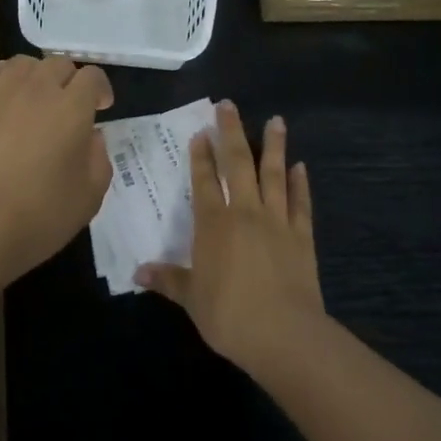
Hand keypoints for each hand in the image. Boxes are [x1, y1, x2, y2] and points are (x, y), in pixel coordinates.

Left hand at [0, 55, 114, 279]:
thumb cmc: (41, 217)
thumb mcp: (90, 196)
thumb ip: (99, 157)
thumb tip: (91, 135)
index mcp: (72, 108)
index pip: (92, 76)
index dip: (100, 89)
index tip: (100, 109)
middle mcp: (37, 91)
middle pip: (58, 64)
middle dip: (70, 80)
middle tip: (69, 107)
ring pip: (22, 63)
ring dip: (35, 74)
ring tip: (36, 96)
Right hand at [138, 101, 324, 373]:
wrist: (283, 335)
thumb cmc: (228, 315)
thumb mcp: (191, 299)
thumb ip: (168, 280)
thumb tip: (138, 272)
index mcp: (213, 224)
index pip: (204, 181)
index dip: (201, 156)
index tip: (200, 132)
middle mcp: (244, 213)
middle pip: (237, 164)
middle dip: (231, 133)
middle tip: (229, 105)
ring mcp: (277, 222)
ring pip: (274, 175)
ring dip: (274, 146)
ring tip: (276, 120)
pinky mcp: (302, 237)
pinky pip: (301, 203)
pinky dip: (301, 184)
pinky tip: (300, 166)